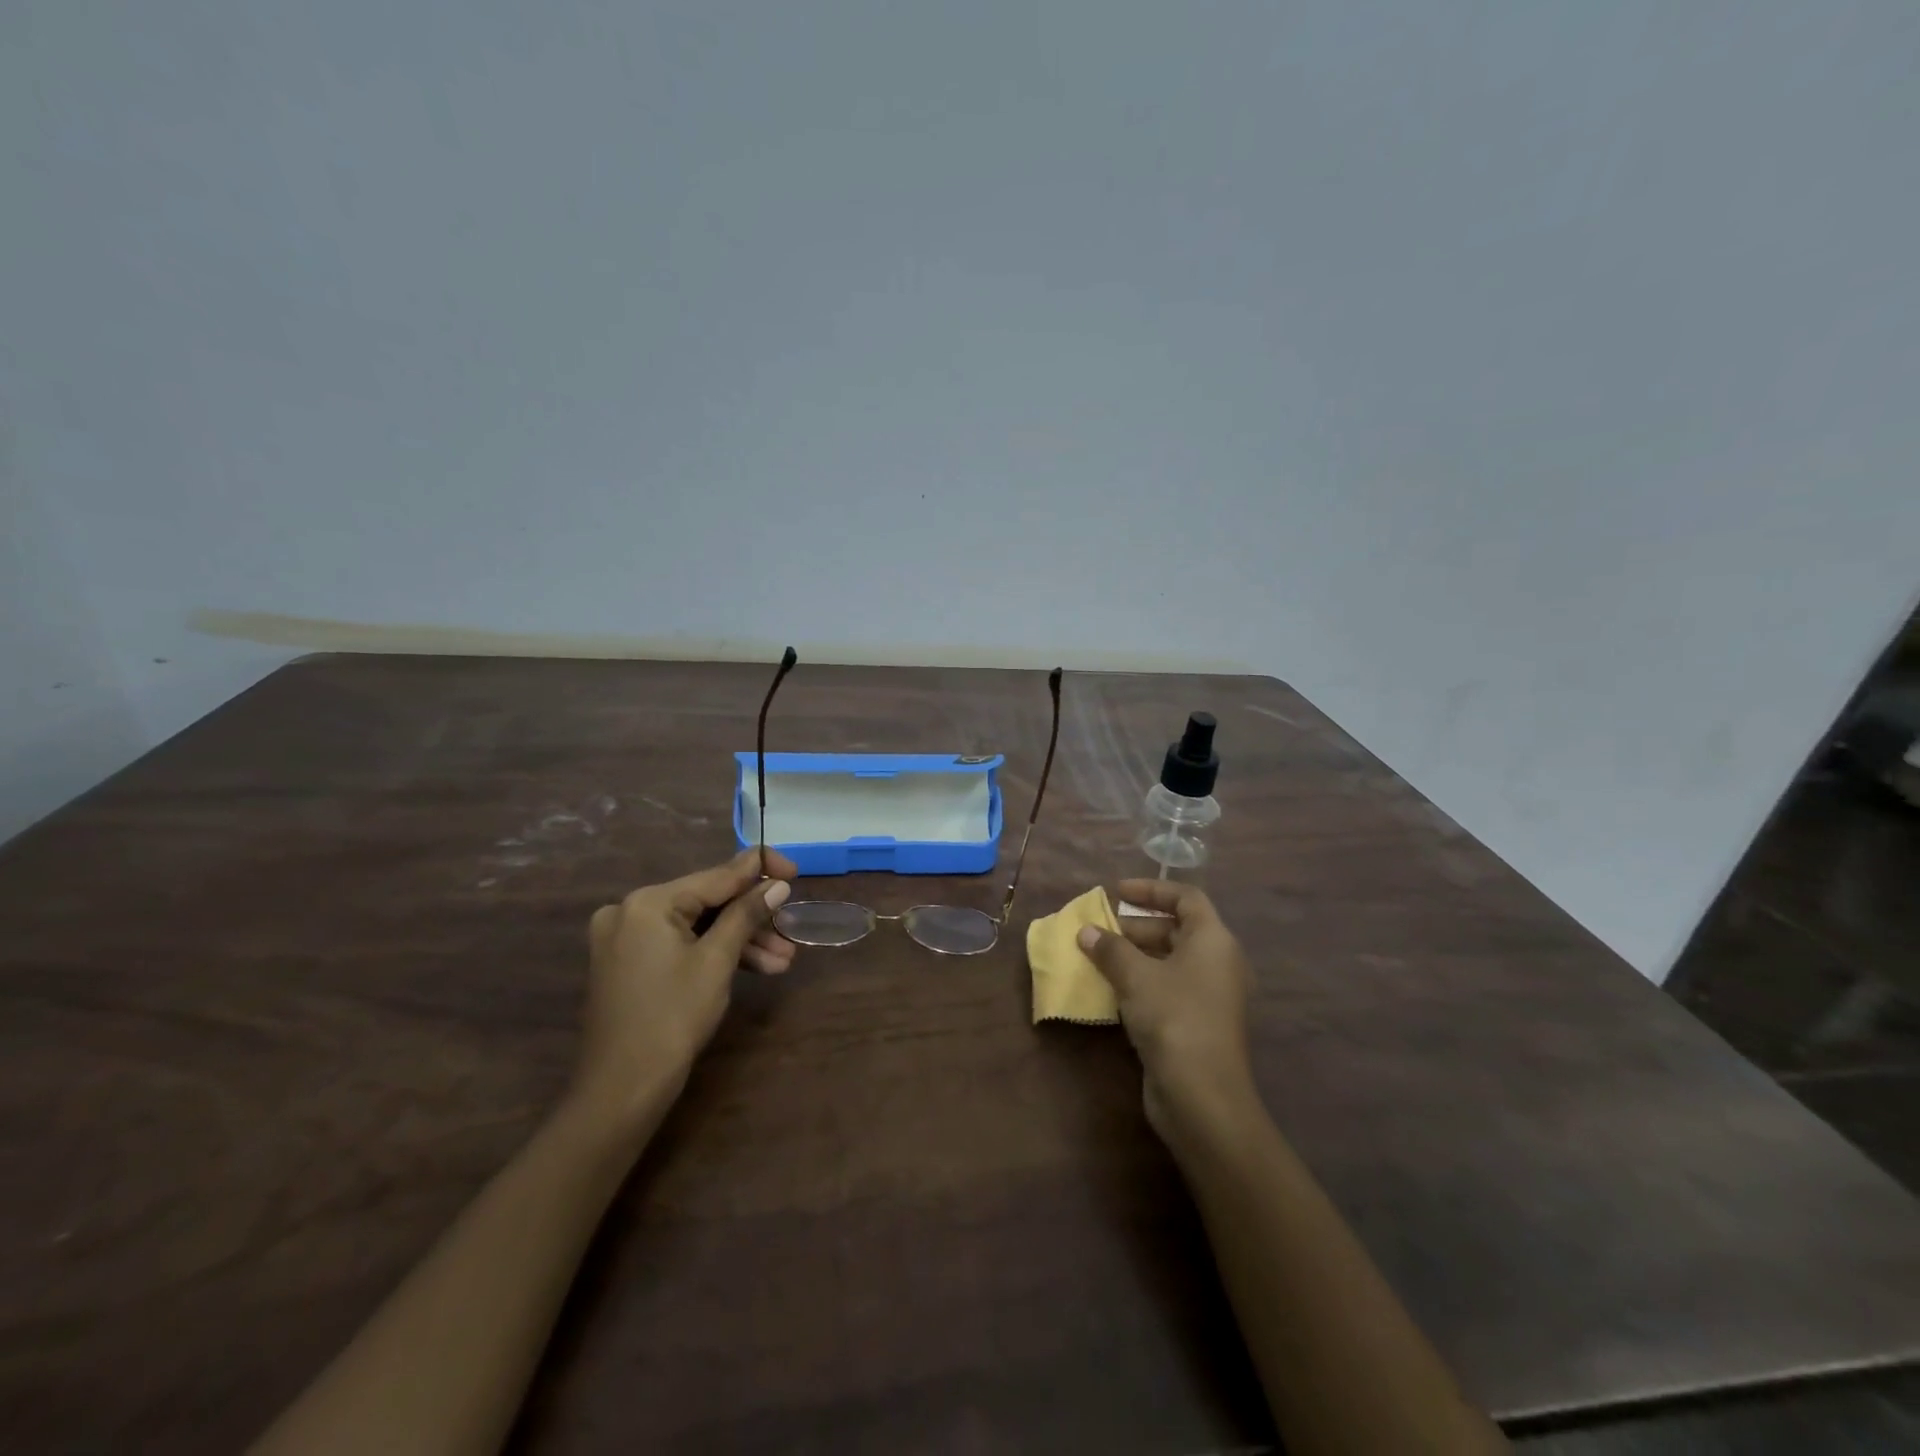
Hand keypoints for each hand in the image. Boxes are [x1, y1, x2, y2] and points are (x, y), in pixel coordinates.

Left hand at [573, 848, 797, 1133]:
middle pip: (708, 902)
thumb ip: (747, 914)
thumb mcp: (717, 961)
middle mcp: (631, 910)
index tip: (795, 871)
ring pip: (698, 926)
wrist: (622, 1090)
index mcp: (648, 902)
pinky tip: (757, 968)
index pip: (716, 875)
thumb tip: (778, 885)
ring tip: (783, 961)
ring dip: (741, 941)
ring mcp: (627, 938)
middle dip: (754, 919)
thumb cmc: (672, 1018)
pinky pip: (682, 944)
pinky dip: (715, 954)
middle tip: (792, 931)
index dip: (760, 870)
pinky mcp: (630, 962)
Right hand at [1078, 879, 1257, 1147]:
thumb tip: (1086, 931)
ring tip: (1097, 956)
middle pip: (1176, 929)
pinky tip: (1110, 990)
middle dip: (1136, 926)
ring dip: (1134, 956)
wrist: (1202, 1096)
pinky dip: (1140, 982)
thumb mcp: (1136, 976)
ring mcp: (1209, 996)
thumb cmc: (1173, 1018)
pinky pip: (1166, 988)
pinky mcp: (1196, 1023)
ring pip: (1169, 961)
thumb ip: (1110, 948)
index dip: (1151, 889)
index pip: (1186, 898)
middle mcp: (1217, 962)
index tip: (1116, 892)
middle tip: (1099, 929)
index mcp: (1213, 940)